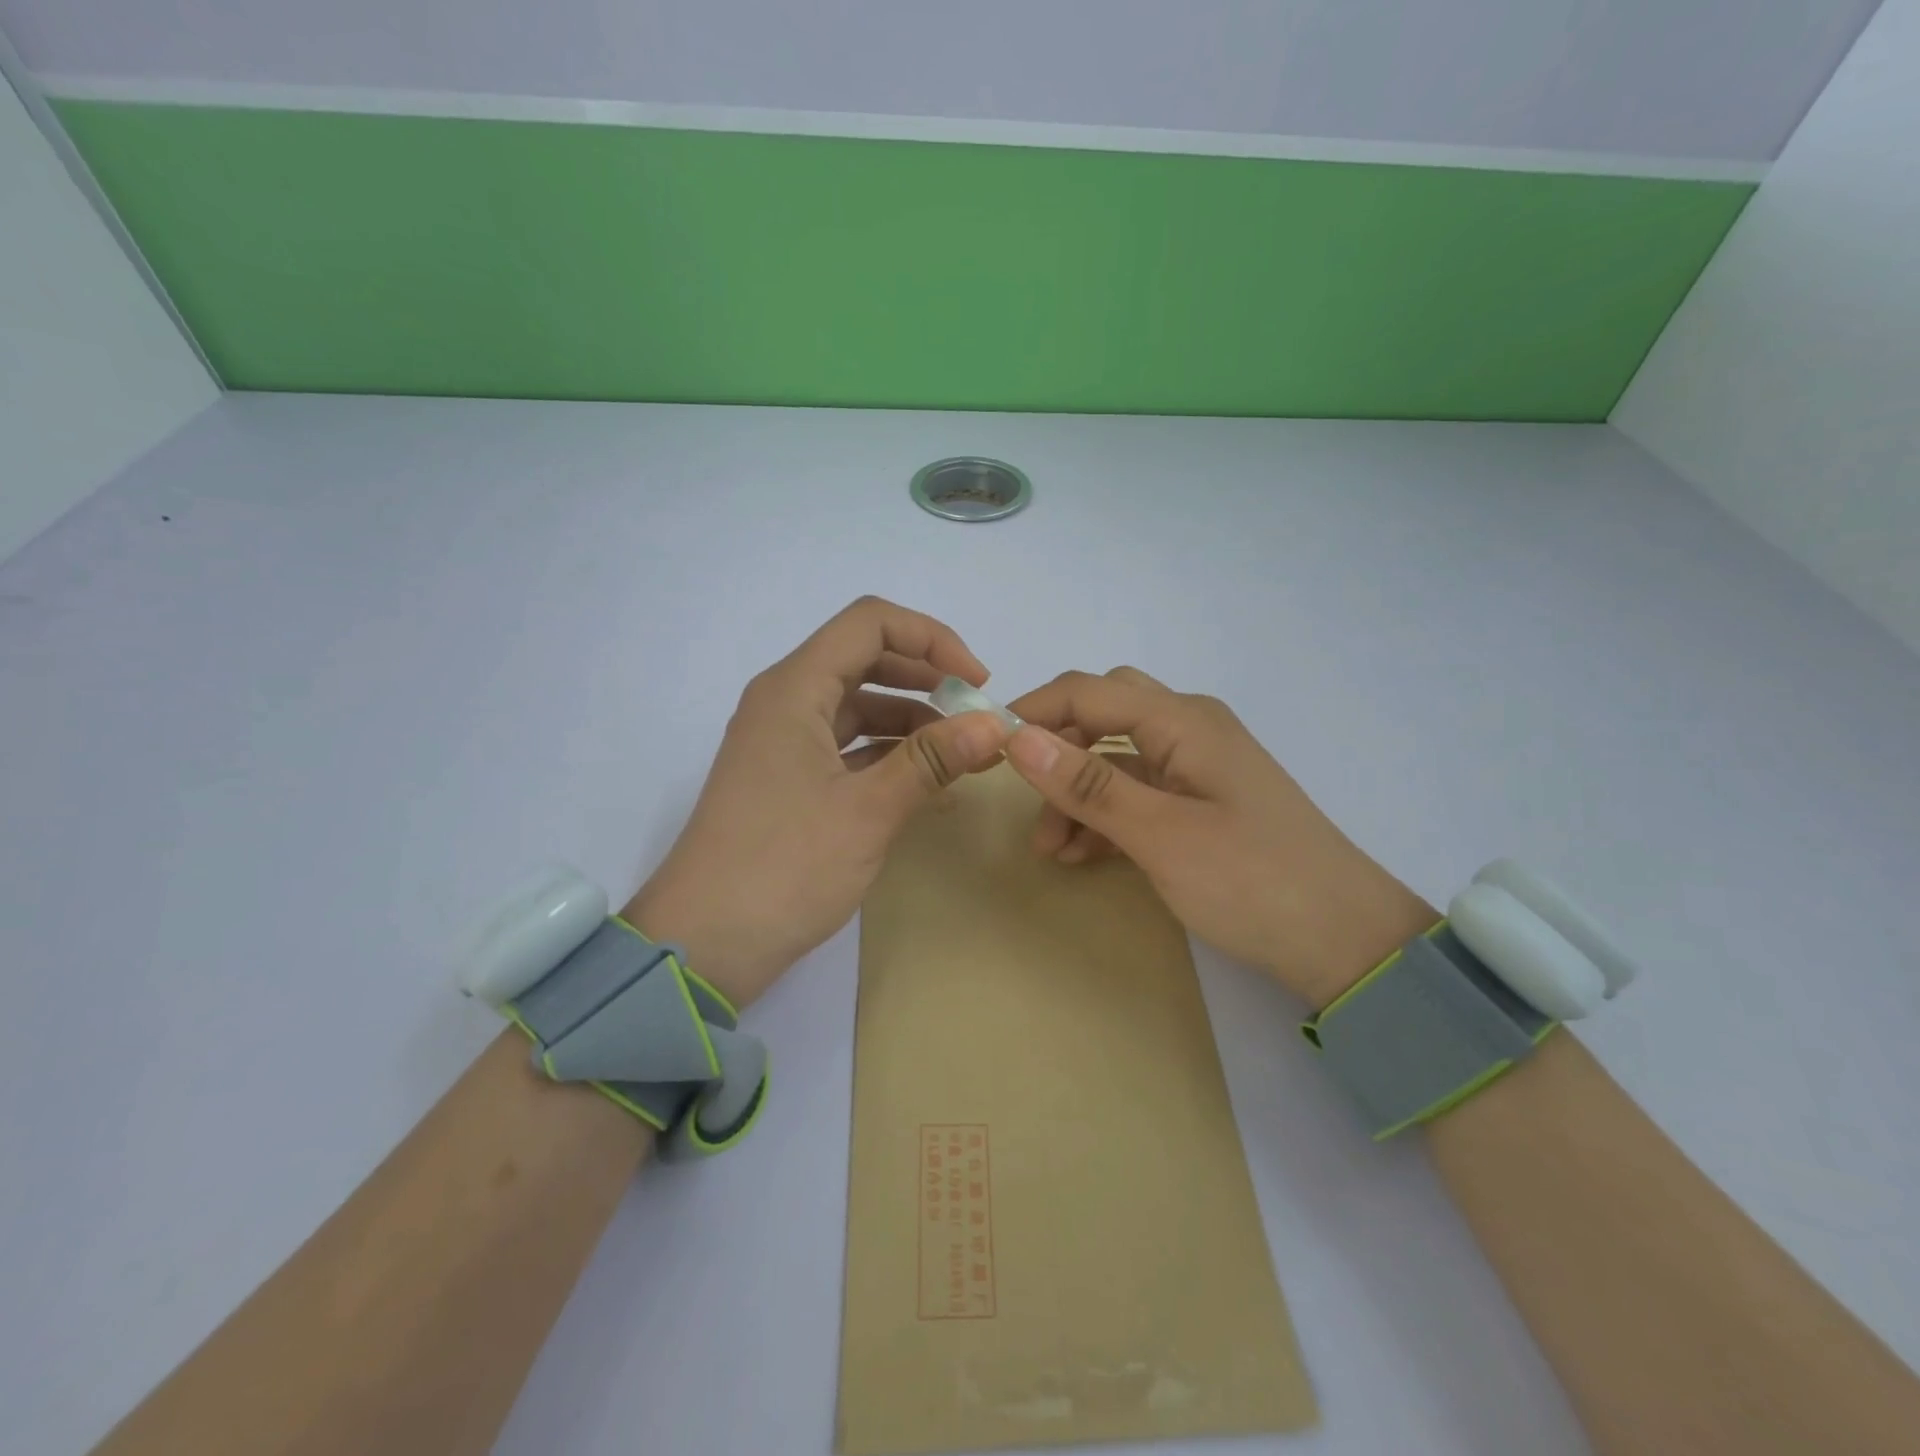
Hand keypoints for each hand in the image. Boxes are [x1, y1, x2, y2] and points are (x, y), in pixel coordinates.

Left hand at [625, 598, 1009, 1009]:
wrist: (703, 945)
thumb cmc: (783, 867)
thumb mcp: (868, 811)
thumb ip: (932, 760)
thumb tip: (995, 725)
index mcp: (795, 689)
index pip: (870, 623)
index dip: (932, 639)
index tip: (977, 683)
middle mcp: (786, 703)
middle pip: (866, 660)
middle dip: (928, 680)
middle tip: (978, 716)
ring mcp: (784, 744)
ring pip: (860, 708)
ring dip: (914, 723)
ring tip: (967, 755)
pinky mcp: (789, 781)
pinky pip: (848, 748)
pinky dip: (890, 757)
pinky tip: (931, 784)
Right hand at [1003, 668, 1435, 1005]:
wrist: (1346, 943)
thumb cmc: (1252, 882)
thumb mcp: (1160, 835)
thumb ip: (1088, 784)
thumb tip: (1017, 736)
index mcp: (1184, 720)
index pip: (1089, 690)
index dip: (1034, 711)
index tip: (987, 748)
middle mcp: (1190, 729)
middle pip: (1103, 713)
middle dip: (1057, 749)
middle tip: (1021, 791)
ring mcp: (1198, 767)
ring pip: (1116, 758)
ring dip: (1077, 792)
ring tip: (1049, 847)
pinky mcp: (1202, 803)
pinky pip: (1138, 793)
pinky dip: (1105, 815)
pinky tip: (1081, 854)